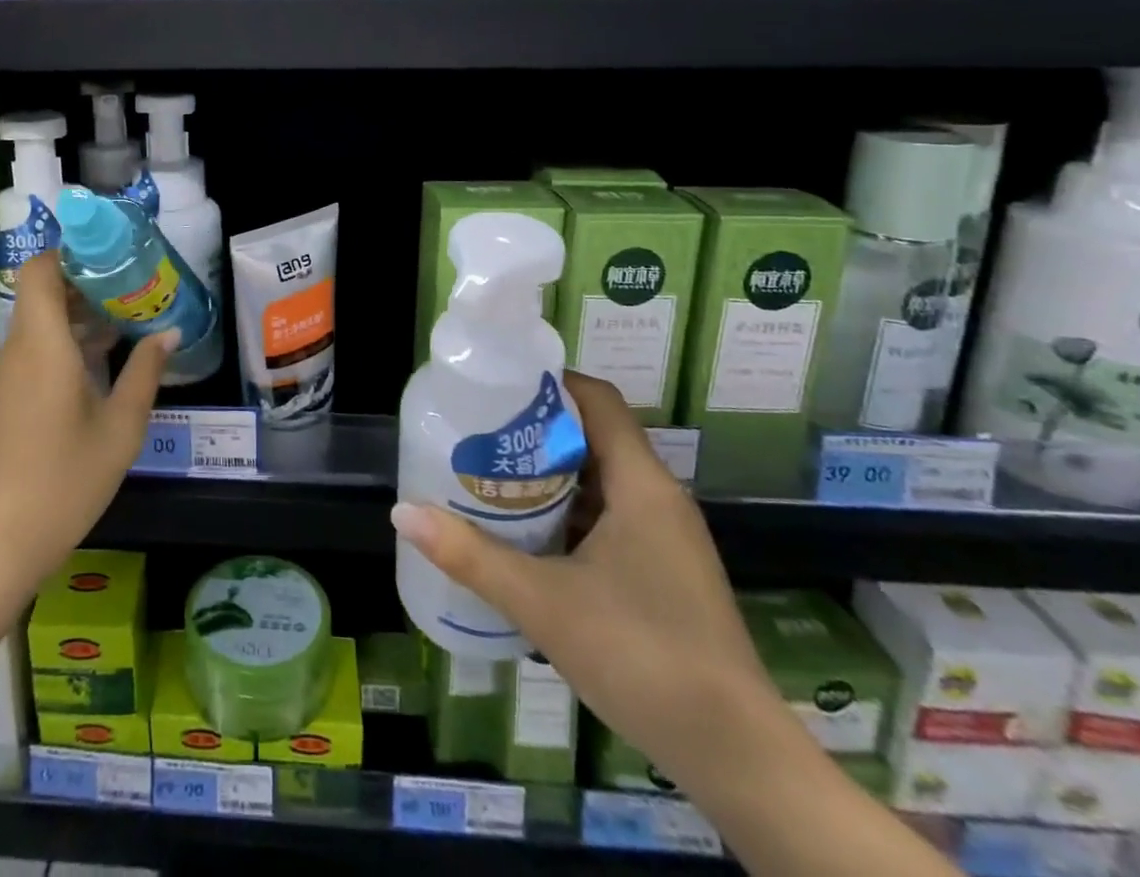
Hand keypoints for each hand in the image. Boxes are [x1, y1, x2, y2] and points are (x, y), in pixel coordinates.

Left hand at [0, 252, 173, 591]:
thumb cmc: (65, 481)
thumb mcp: (120, 428)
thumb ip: (144, 373)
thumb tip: (168, 333)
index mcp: (41, 345)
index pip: (40, 269)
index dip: (72, 254)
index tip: (112, 259)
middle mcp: (15, 351)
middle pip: (42, 294)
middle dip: (86, 287)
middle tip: (132, 292)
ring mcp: (2, 377)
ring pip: (37, 326)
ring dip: (76, 319)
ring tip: (124, 327)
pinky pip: (30, 354)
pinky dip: (61, 346)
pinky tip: (96, 369)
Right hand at [390, 370, 782, 792]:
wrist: (737, 758)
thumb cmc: (641, 656)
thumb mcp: (542, 602)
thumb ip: (470, 555)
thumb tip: (402, 513)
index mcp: (641, 484)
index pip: (597, 399)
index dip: (548, 381)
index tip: (495, 385)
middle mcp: (657, 498)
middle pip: (593, 436)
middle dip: (534, 430)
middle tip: (476, 432)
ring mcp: (664, 538)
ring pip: (598, 481)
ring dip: (547, 474)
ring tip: (489, 475)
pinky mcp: (662, 571)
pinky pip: (608, 517)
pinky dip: (566, 513)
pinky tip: (525, 536)